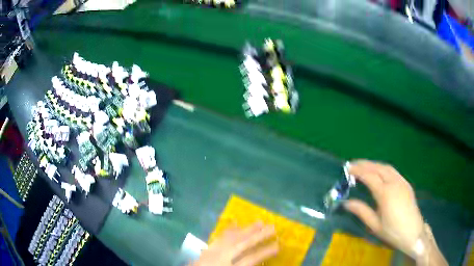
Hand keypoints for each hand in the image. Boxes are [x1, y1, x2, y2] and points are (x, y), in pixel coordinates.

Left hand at [192, 222, 278, 265]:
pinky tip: (234, 224)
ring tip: (258, 221)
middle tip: (272, 226)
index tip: (278, 245)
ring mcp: (211, 252)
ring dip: (245, 229)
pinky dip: (228, 231)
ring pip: (231, 238)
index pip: (251, 259)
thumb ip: (245, 265)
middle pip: (242, 244)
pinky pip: (218, 238)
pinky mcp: (205, 250)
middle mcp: (221, 258)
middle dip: (258, 235)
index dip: (265, 252)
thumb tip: (258, 262)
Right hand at [343, 160, 424, 256]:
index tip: (347, 168)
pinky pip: (393, 171)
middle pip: (378, 167)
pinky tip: (379, 172)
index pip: (369, 176)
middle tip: (353, 164)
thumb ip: (361, 211)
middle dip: (365, 164)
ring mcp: (402, 182)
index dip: (358, 171)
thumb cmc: (393, 232)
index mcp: (385, 193)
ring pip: (386, 167)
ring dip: (374, 164)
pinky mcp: (406, 184)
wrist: (413, 233)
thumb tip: (346, 203)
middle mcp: (394, 183)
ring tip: (364, 166)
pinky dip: (383, 168)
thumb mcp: (375, 225)